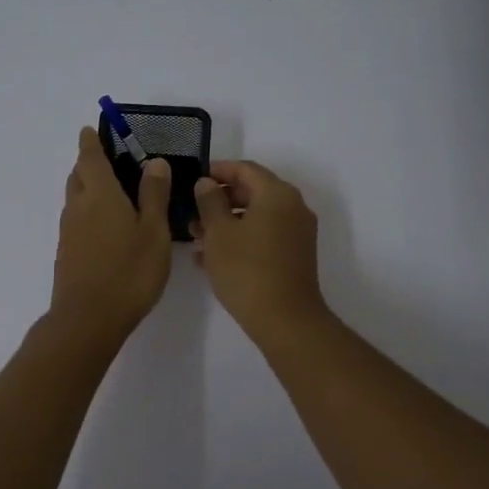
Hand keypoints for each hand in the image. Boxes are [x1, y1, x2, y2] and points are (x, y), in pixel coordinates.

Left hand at [50, 126, 172, 339]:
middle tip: (105, 159)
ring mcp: (69, 231)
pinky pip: (75, 220)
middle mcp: (79, 207)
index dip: (90, 142)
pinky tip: (104, 226)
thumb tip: (153, 161)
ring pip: (74, 198)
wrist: (88, 319)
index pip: (91, 158)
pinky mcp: (67, 253)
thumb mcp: (154, 232)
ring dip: (86, 187)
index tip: (90, 129)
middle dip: (88, 163)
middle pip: (78, 175)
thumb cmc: (129, 272)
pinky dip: (86, 211)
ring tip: (109, 190)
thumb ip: (154, 195)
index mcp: (101, 195)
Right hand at [191, 160, 327, 340]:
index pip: (245, 169)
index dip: (217, 170)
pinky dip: (241, 238)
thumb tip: (207, 183)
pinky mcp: (295, 255)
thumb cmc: (246, 269)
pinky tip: (213, 257)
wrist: (285, 319)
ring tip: (196, 238)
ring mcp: (297, 233)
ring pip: (257, 216)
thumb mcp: (218, 232)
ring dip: (227, 222)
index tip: (193, 179)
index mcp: (277, 194)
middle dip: (220, 200)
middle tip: (192, 212)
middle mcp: (293, 207)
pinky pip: (264, 235)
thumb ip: (209, 202)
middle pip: (253, 191)